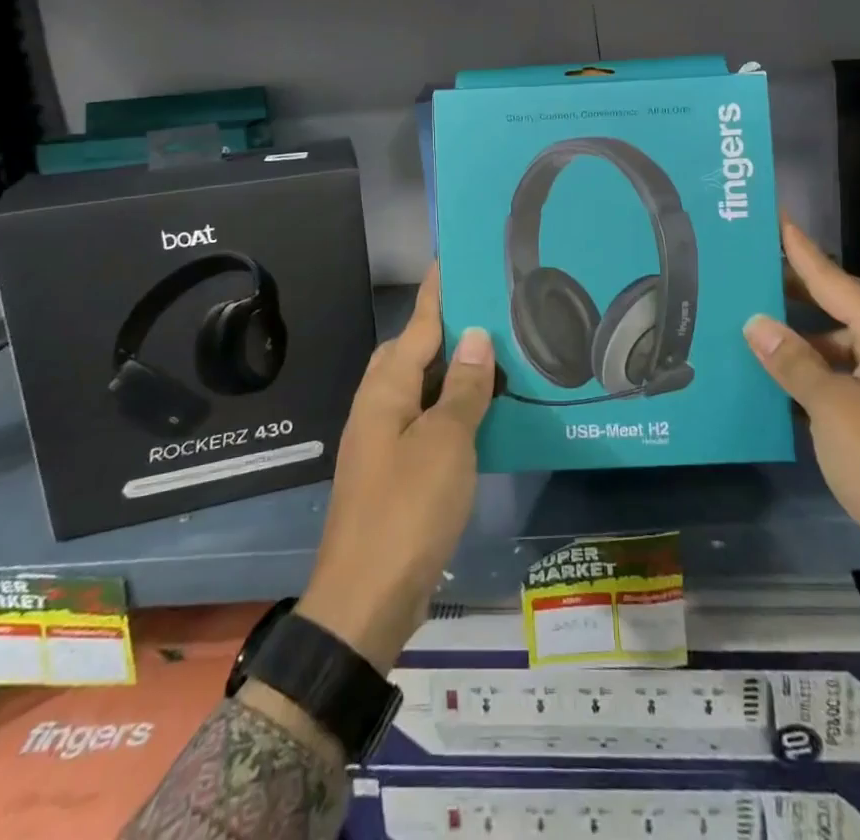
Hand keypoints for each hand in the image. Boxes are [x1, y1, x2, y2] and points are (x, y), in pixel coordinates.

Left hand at [296, 267, 494, 671]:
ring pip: (419, 387)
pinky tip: (480, 414)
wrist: (365, 602)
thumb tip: (475, 337)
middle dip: (445, 327)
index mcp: (386, 390)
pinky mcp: (393, 471)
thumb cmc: (407, 511)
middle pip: (412, 351)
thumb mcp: (446, 444)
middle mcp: (378, 407)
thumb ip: (462, 388)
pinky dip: (450, 407)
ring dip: (451, 370)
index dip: (436, 291)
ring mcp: (383, 441)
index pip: (417, 325)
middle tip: (489, 311)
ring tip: (494, 356)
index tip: (452, 257)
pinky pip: (424, 421)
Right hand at [745, 216, 859, 720]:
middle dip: (796, 290)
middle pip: (839, 309)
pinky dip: (811, 375)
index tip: (775, 219)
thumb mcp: (834, 410)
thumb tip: (755, 322)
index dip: (802, 251)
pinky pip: (843, 381)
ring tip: (750, 325)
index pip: (835, 281)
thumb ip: (794, 362)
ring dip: (799, 339)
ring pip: (839, 348)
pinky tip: (776, 380)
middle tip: (750, 270)